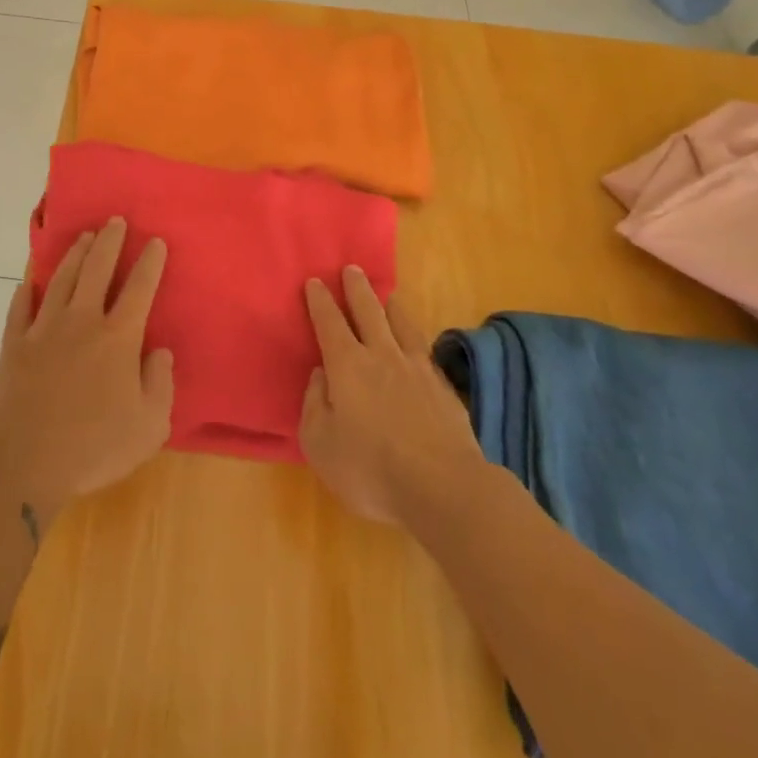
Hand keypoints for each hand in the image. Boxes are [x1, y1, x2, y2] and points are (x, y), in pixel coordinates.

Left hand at [0, 219, 174, 525]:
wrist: (25, 460)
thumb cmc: (94, 446)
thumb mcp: (149, 426)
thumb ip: (160, 384)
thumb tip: (159, 351)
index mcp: (118, 337)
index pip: (139, 288)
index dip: (150, 262)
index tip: (155, 241)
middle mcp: (81, 321)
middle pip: (97, 270)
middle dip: (109, 242)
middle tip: (115, 220)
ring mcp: (44, 329)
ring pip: (61, 280)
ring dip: (75, 255)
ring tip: (84, 238)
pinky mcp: (14, 345)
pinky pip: (19, 309)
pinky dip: (25, 291)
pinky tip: (28, 280)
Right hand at [299, 267, 483, 526]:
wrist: (444, 488)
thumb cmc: (371, 469)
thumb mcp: (320, 443)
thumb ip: (315, 404)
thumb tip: (321, 376)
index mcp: (347, 365)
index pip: (329, 322)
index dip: (319, 301)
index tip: (314, 282)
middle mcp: (382, 356)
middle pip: (368, 311)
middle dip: (357, 288)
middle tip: (351, 269)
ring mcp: (417, 370)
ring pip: (402, 325)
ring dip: (391, 306)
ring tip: (388, 295)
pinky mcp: (444, 389)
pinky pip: (424, 351)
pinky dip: (416, 339)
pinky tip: (417, 345)